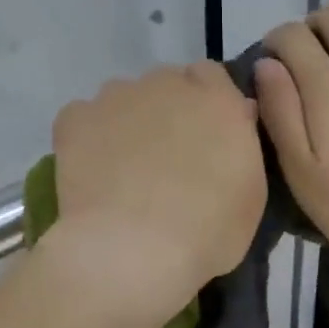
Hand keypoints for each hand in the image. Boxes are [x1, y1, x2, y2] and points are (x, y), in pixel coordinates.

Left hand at [50, 64, 265, 325]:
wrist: (132, 251)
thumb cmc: (207, 232)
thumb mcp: (252, 195)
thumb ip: (243, 145)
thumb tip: (238, 117)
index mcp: (217, 100)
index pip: (212, 77)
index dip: (208, 103)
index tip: (207, 136)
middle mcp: (167, 84)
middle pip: (168, 83)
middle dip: (169, 110)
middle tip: (169, 158)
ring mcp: (117, 97)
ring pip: (125, 98)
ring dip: (130, 121)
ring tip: (127, 170)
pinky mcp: (76, 118)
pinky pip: (85, 118)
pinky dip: (90, 138)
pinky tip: (94, 174)